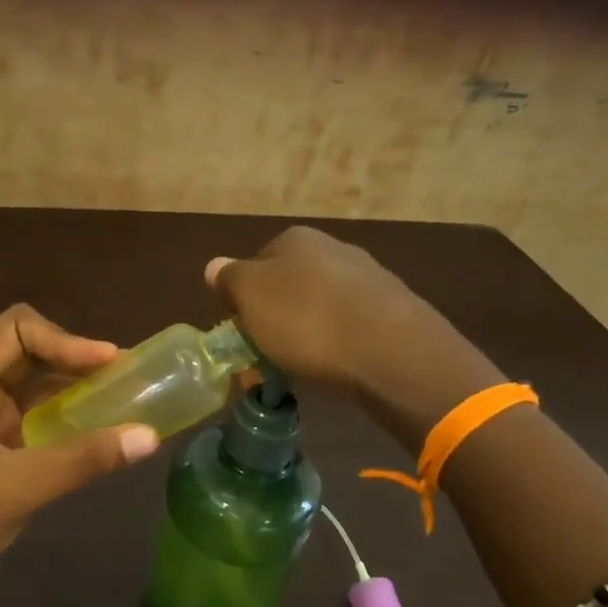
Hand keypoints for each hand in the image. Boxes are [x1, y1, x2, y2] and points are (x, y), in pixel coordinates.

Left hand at [0, 305, 159, 606]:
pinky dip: (70, 422)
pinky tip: (103, 434)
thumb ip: (84, 458)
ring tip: (126, 398)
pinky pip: (38, 423)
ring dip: (77, 391)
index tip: (110, 362)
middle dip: (77, 361)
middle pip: (29, 353)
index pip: (17, 330)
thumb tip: (151, 436)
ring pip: (36, 389)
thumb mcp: (18, 486)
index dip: (66, 339)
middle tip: (129, 376)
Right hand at [206, 226, 433, 393]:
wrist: (389, 351)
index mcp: (295, 239)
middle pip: (289, 286)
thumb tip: (215, 266)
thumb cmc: (306, 320)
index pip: (255, 265)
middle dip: (276, 319)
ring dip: (306, 333)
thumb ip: (229, 279)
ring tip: (301, 367)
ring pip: (320, 307)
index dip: (244, 300)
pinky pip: (350, 326)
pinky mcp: (392, 310)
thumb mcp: (250, 297)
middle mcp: (334, 248)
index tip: (243, 333)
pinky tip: (336, 366)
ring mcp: (368, 277)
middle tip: (267, 355)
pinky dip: (337, 344)